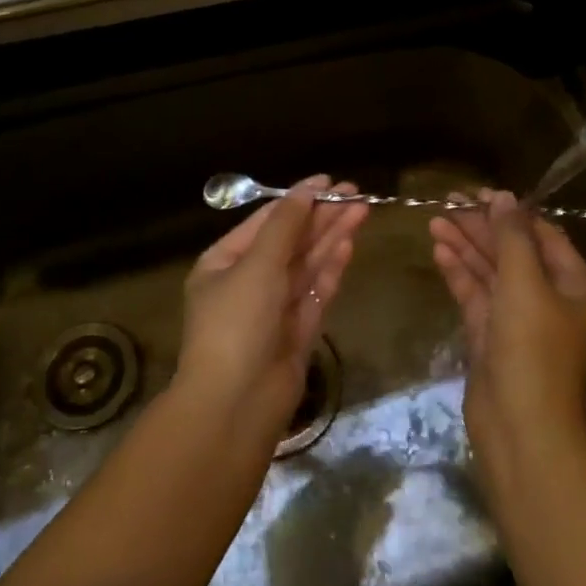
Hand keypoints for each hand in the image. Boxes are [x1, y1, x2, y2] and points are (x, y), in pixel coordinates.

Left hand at [179, 177, 368, 442]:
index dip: (297, 200)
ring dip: (332, 237)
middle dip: (321, 217)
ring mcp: (274, 308)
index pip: (265, 222)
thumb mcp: (257, 265)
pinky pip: (316, 291)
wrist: (236, 404)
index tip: (328, 181)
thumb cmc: (237, 323)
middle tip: (356, 193)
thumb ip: (285, 225)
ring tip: (362, 210)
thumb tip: (306, 189)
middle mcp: (248, 282)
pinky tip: (349, 245)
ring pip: (307, 264)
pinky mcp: (297, 331)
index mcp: (224, 263)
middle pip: (290, 241)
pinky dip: (331, 268)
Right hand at [430, 191, 585, 487]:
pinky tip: (438, 250)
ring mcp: (519, 320)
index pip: (543, 236)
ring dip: (465, 246)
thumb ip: (512, 236)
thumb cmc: (532, 348)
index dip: (511, 212)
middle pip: (513, 252)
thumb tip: (503, 196)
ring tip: (435, 220)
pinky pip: (477, 295)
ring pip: (491, 273)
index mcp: (573, 285)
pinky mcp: (492, 338)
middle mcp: (550, 299)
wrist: (520, 427)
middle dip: (481, 227)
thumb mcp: (524, 283)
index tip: (477, 193)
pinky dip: (459, 273)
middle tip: (447, 202)